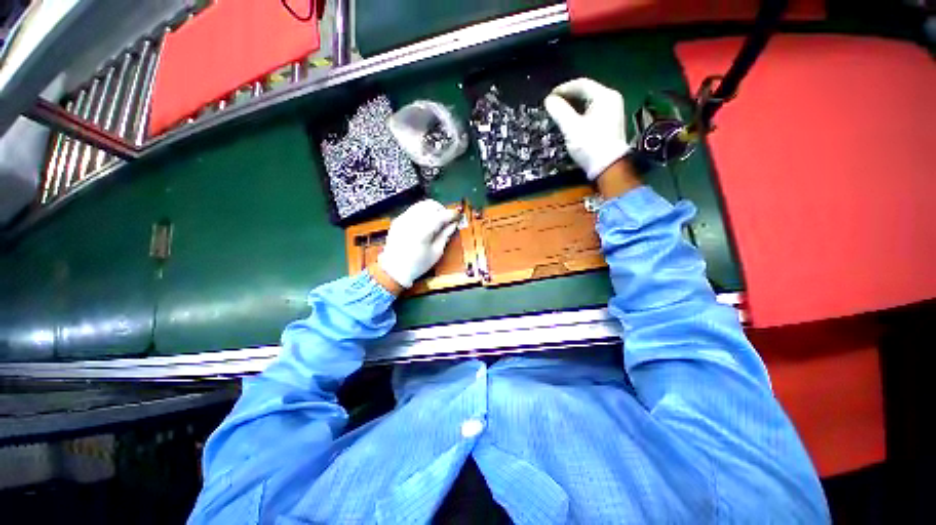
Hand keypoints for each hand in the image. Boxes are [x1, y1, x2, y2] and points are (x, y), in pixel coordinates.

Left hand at [377, 200, 459, 288]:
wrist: (393, 270)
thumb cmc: (418, 264)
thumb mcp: (436, 252)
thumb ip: (445, 235)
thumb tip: (454, 223)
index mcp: (423, 231)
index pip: (441, 215)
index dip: (452, 214)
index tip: (458, 216)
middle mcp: (411, 221)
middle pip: (431, 205)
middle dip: (441, 210)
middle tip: (447, 220)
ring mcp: (403, 218)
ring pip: (421, 204)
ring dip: (432, 210)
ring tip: (436, 221)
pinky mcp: (398, 220)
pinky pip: (413, 210)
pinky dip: (422, 213)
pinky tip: (424, 223)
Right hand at [544, 78, 630, 180]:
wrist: (607, 167)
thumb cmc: (590, 145)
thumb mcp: (571, 127)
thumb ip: (559, 111)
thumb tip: (549, 100)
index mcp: (605, 96)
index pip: (581, 84)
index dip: (563, 89)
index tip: (549, 97)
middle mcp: (611, 100)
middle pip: (586, 93)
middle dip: (567, 98)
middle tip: (552, 105)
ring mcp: (612, 112)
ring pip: (588, 103)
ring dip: (572, 106)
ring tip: (558, 113)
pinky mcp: (609, 124)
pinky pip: (591, 112)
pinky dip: (579, 114)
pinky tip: (570, 121)